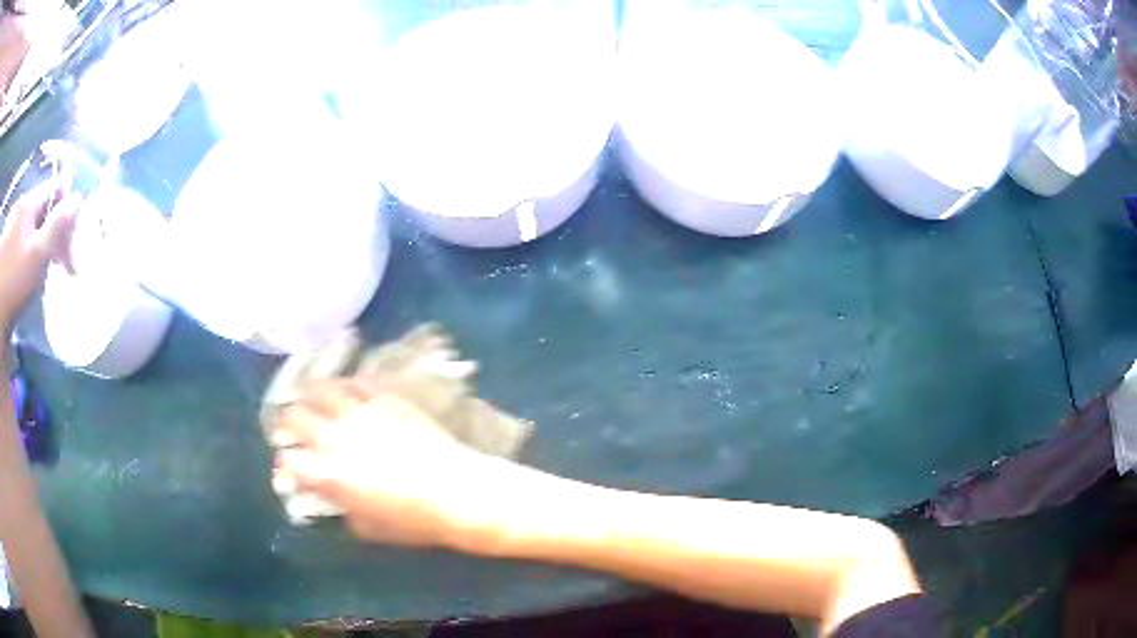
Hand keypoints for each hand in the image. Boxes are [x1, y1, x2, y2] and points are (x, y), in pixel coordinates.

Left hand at [0, 180, 79, 334]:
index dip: (67, 210)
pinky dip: (31, 254)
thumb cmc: (15, 284)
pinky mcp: (7, 247)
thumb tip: (78, 197)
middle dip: (56, 233)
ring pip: (34, 227)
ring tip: (44, 275)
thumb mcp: (38, 255)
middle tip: (63, 266)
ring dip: (43, 246)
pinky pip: (23, 241)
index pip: (56, 189)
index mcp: (29, 203)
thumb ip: (58, 224)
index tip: (72, 242)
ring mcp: (12, 227)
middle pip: (45, 209)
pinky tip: (30, 276)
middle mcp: (21, 207)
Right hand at [274, 378, 518, 549]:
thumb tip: (329, 494)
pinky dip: (347, 385)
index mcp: (328, 473)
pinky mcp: (387, 397)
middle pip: (295, 416)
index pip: (290, 461)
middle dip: (287, 423)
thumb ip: (340, 507)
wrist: (457, 492)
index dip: (286, 464)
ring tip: (310, 398)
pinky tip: (348, 390)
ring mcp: (361, 411)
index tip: (289, 467)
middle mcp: (336, 436)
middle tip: (291, 428)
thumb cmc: (413, 520)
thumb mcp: (367, 527)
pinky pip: (358, 381)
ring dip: (310, 394)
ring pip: (322, 388)